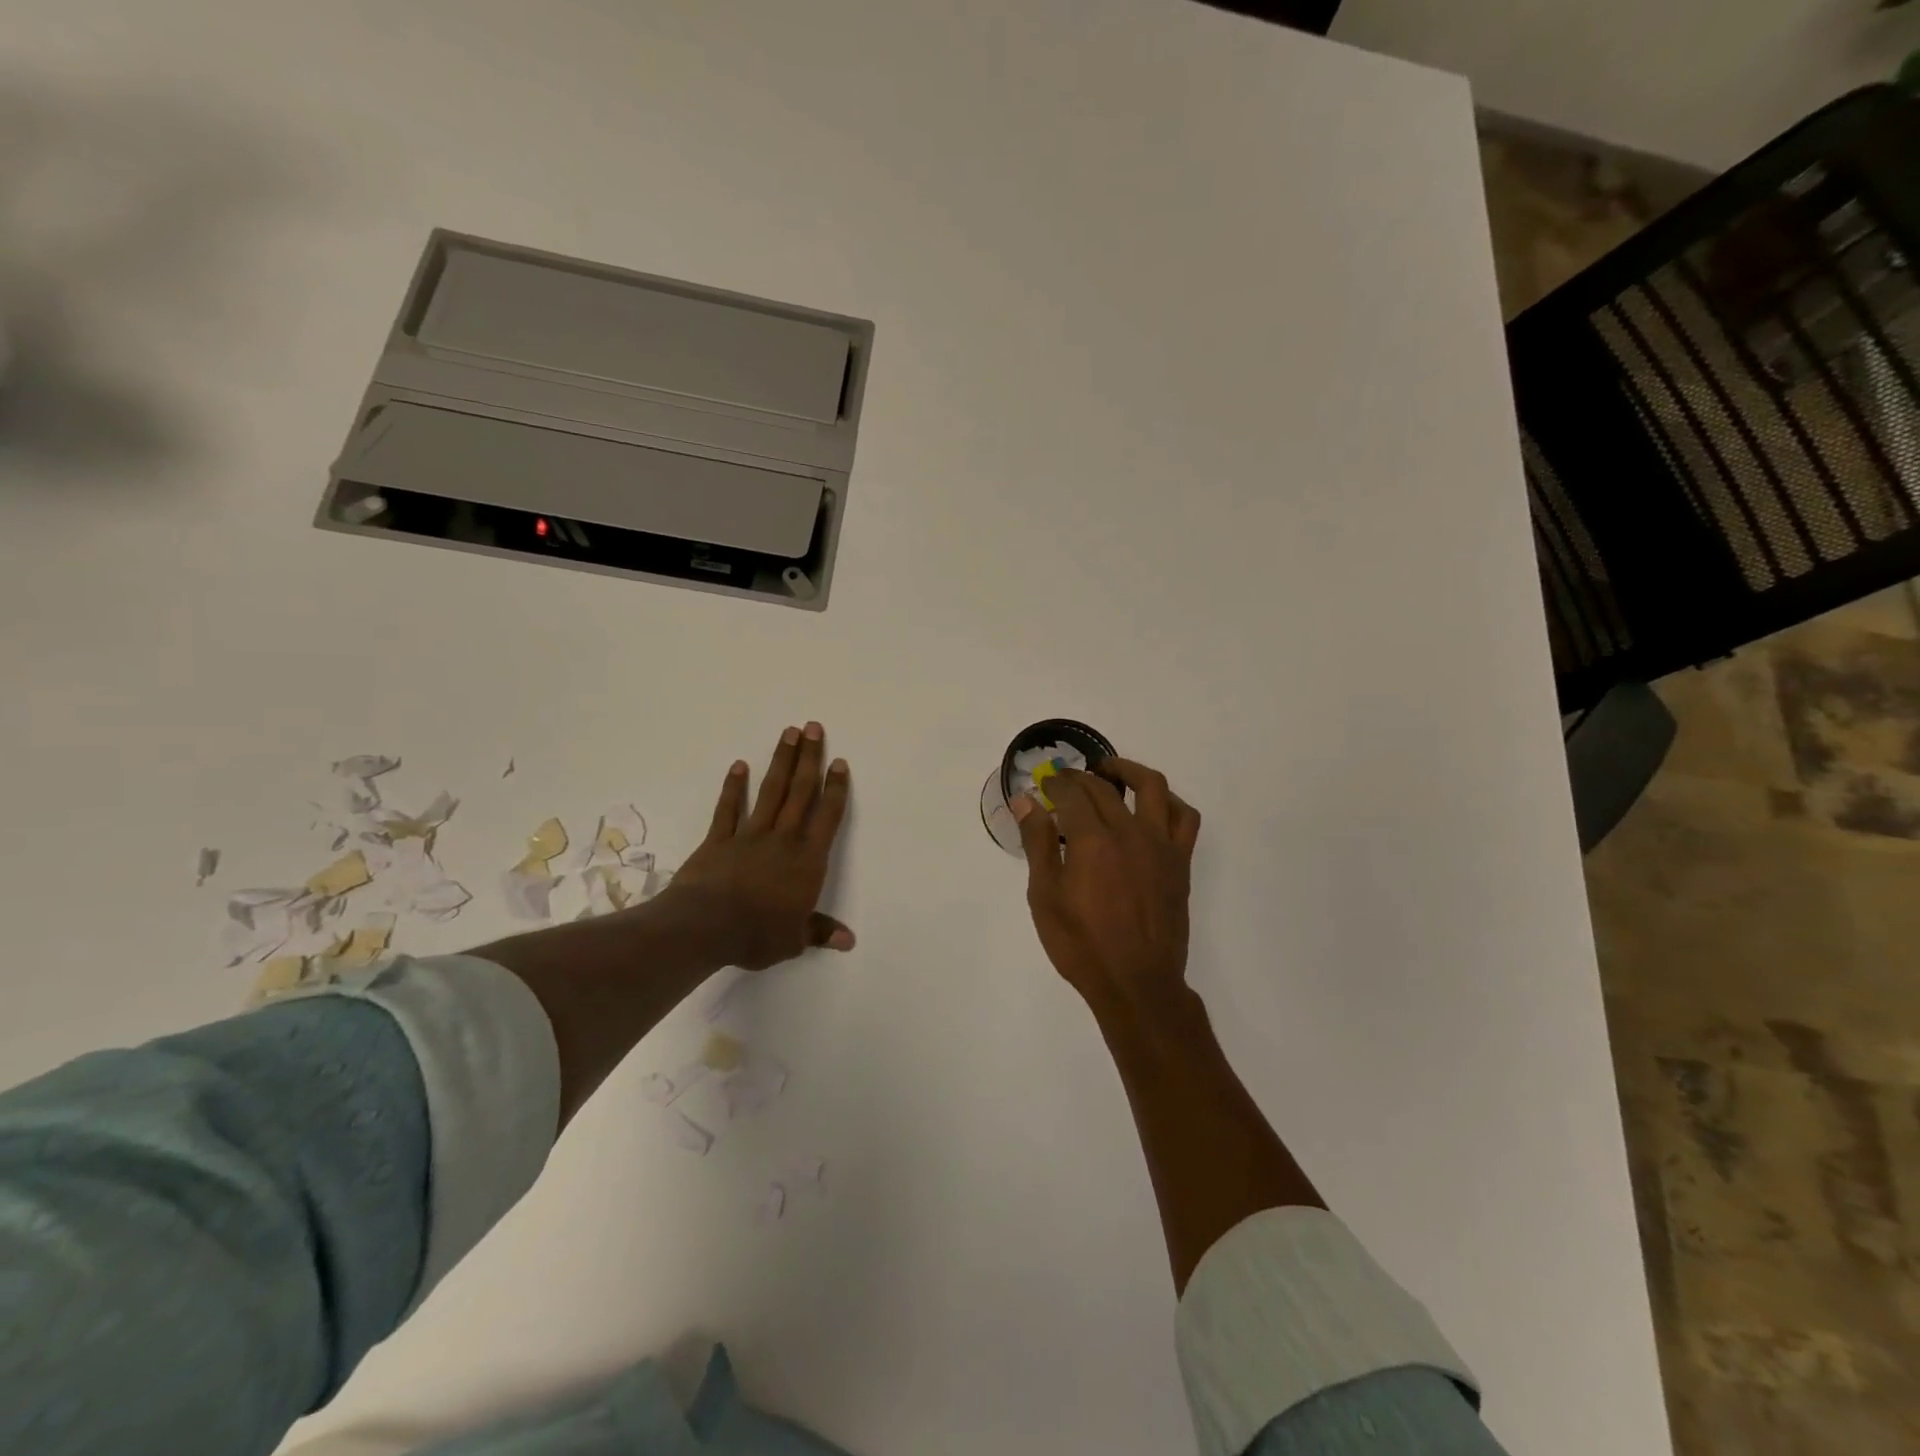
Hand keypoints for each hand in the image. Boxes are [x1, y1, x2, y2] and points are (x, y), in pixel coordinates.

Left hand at [660, 722, 853, 970]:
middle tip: (814, 728)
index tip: (839, 762)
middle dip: (809, 759)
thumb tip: (849, 940)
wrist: (705, 927)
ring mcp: (749, 835)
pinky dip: (734, 787)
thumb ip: (820, 932)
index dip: (835, 788)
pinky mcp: (719, 839)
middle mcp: (783, 839)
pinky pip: (728, 808)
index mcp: (807, 860)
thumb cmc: (757, 934)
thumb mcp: (794, 940)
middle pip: (800, 792)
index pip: (827, 817)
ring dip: (781, 761)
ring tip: (789, 733)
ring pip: (770, 791)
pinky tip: (739, 765)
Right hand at [1014, 759, 1200, 1014]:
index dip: (1055, 784)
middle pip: (1104, 788)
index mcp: (1092, 841)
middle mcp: (1129, 832)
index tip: (1044, 786)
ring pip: (1151, 787)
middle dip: (1080, 778)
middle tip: (1064, 782)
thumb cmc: (1081, 944)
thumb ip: (1037, 843)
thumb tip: (1026, 801)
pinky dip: (1169, 801)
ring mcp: (1160, 844)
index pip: (1071, 794)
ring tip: (1109, 772)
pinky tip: (1152, 806)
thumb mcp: (1045, 896)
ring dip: (1128, 770)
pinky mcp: (1180, 861)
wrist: (1135, 982)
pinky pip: (1184, 817)